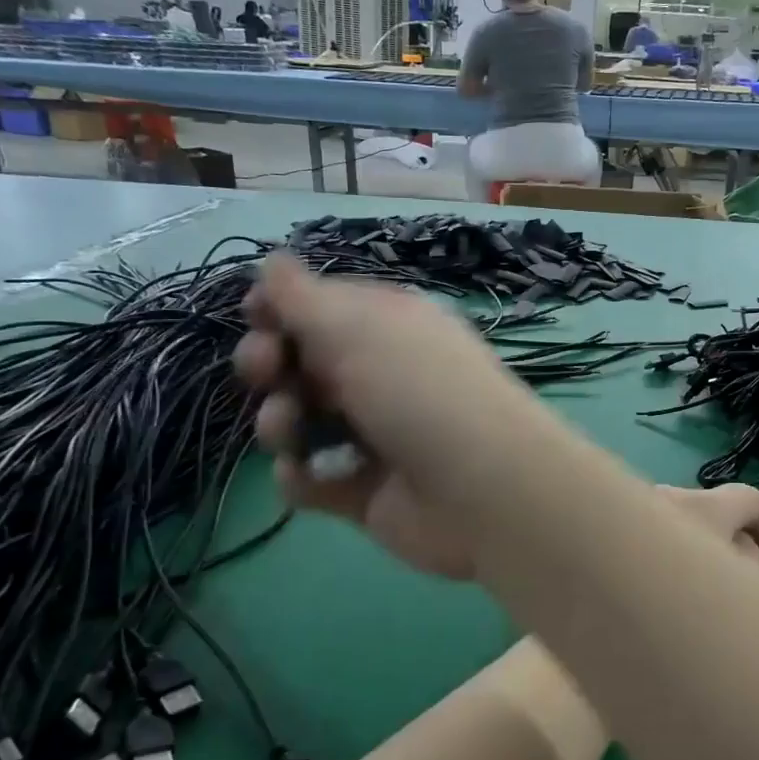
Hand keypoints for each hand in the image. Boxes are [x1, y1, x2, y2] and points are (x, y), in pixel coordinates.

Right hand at [233, 255, 758, 578]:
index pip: (326, 311)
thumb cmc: (438, 395)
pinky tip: (313, 478)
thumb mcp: (373, 331)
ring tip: (294, 433)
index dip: (285, 318)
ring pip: (307, 422)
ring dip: (284, 423)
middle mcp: (395, 378)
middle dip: (277, 368)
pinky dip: (306, 479)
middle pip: (311, 364)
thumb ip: (318, 300)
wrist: (493, 488)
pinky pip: (320, 481)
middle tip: (270, 376)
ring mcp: (387, 438)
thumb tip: (274, 264)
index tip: (265, 328)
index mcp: (401, 331)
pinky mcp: (378, 495)